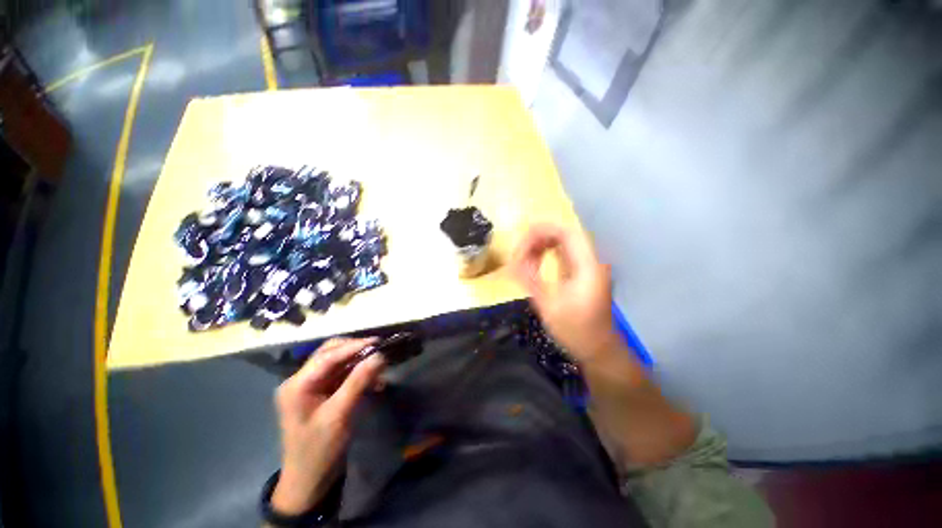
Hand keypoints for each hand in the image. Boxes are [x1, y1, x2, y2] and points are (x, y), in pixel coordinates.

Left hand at [272, 337, 383, 514]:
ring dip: (359, 361)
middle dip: (355, 349)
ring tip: (380, 364)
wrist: (309, 480)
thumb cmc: (319, 449)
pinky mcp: (320, 392)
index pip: (328, 356)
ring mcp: (310, 386)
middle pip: (330, 353)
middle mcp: (301, 380)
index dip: (354, 346)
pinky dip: (357, 373)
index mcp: (297, 385)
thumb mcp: (340, 415)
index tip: (378, 341)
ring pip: (338, 362)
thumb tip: (379, 356)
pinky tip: (374, 380)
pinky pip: (341, 375)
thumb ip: (358, 382)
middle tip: (379, 350)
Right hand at [512, 224, 619, 360]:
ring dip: (542, 244)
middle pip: (564, 235)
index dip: (541, 232)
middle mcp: (591, 261)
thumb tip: (512, 262)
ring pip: (564, 243)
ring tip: (523, 256)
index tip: (521, 243)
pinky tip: (535, 261)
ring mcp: (589, 266)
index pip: (566, 233)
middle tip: (519, 252)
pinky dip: (548, 253)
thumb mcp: (548, 306)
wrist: (599, 349)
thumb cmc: (575, 331)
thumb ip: (530, 280)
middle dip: (538, 238)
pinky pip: (564, 254)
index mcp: (587, 266)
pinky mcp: (584, 273)